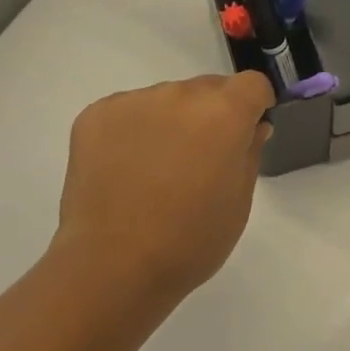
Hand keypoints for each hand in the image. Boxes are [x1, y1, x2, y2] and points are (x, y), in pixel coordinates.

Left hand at [53, 72, 274, 305]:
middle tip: (197, 160)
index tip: (246, 129)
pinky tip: (123, 171)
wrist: (111, 266)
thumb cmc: (189, 241)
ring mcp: (134, 100)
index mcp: (222, 112)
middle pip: (206, 89)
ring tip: (153, 171)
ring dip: (169, 122)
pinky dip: (131, 132)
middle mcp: (179, 94)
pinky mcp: (96, 114)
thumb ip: (249, 152)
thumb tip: (251, 126)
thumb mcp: (238, 202)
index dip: (253, 104)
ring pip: (165, 100)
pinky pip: (127, 111)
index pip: (251, 84)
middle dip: (210, 115)